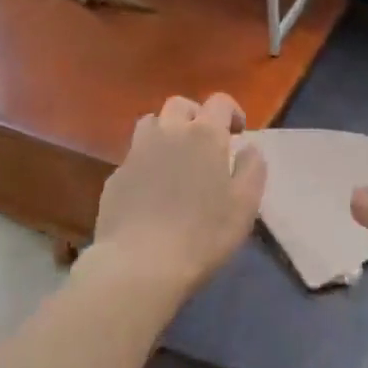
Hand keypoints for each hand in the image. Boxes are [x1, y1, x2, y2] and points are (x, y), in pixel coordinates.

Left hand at [94, 93, 267, 294]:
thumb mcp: (245, 204)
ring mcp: (137, 153)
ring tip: (174, 158)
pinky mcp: (115, 178)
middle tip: (204, 142)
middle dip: (195, 115)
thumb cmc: (203, 234)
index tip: (237, 133)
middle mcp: (169, 133)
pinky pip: (133, 157)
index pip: (219, 102)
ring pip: (150, 123)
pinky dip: (145, 163)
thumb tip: (249, 147)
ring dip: (165, 132)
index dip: (231, 111)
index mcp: (204, 134)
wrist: (139, 265)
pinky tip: (151, 190)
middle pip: (180, 105)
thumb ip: (252, 168)